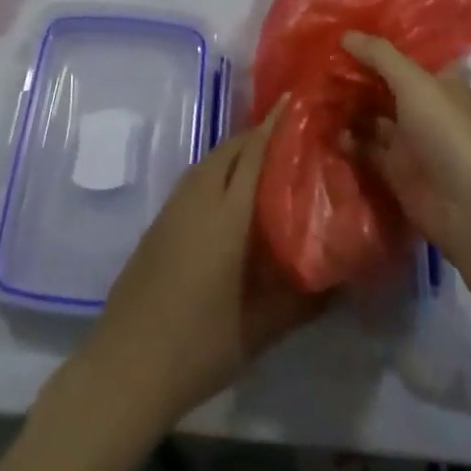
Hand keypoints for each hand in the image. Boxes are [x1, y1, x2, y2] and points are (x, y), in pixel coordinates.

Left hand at [60, 97, 325, 431]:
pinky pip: (197, 178)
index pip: (255, 152)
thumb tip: (344, 279)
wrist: (126, 365)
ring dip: (239, 152)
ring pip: (212, 161)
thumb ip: (305, 300)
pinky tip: (235, 196)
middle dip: (262, 135)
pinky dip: (220, 171)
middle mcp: (198, 197)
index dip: (277, 125)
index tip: (300, 104)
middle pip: (232, 149)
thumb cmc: (199, 346)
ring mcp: (174, 207)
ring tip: (271, 162)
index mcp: (226, 214)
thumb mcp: (262, 329)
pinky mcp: (160, 221)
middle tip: (295, 138)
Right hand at [341, 33, 470, 269]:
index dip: (379, 38)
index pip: (407, 49)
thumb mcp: (414, 83)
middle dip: (354, 70)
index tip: (345, 24)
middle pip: (383, 80)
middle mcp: (423, 103)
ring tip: (312, 88)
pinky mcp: (393, 166)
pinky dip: (345, 137)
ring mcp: (408, 136)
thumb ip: (379, 55)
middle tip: (318, 56)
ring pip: (370, 112)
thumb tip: (345, 34)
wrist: (468, 208)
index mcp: (438, 78)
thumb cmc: (447, 132)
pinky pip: (363, 146)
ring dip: (345, 102)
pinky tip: (324, 126)